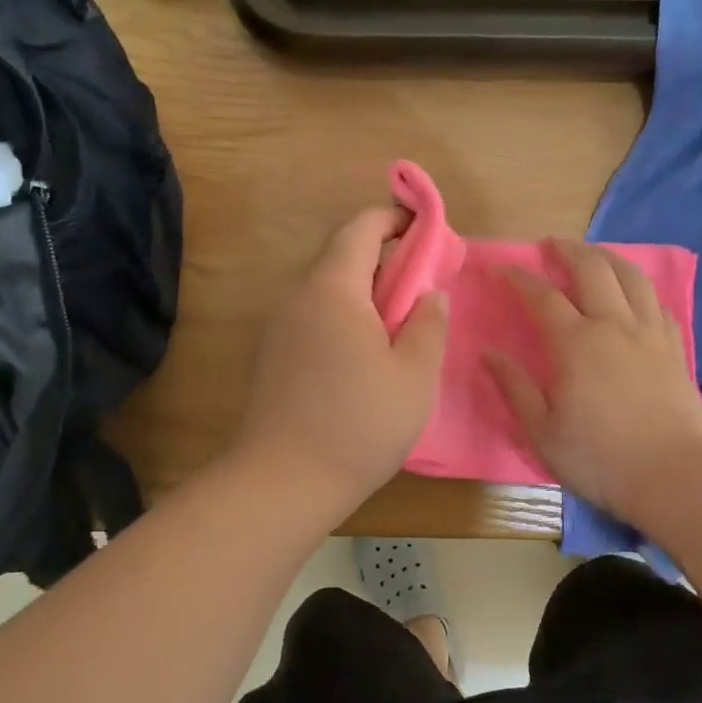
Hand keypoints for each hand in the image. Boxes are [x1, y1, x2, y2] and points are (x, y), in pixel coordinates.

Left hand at [233, 206, 448, 509]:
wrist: (282, 483)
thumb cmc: (359, 424)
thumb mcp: (415, 375)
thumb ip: (429, 324)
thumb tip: (429, 293)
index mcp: (333, 290)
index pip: (360, 228)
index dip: (395, 219)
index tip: (426, 231)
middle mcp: (298, 298)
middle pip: (343, 259)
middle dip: (386, 263)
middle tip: (423, 291)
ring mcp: (278, 329)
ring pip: (328, 293)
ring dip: (365, 297)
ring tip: (398, 332)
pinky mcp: (271, 358)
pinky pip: (313, 321)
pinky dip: (344, 322)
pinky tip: (363, 363)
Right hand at [487, 239, 701, 521]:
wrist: (671, 475)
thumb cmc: (598, 458)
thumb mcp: (542, 431)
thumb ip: (515, 387)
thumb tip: (489, 353)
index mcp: (575, 343)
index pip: (542, 296)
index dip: (520, 278)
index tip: (503, 269)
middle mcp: (613, 325)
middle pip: (592, 269)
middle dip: (568, 250)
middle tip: (551, 245)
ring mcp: (649, 333)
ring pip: (631, 277)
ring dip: (608, 257)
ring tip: (594, 255)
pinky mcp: (674, 347)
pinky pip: (657, 303)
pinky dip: (640, 289)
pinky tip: (634, 294)